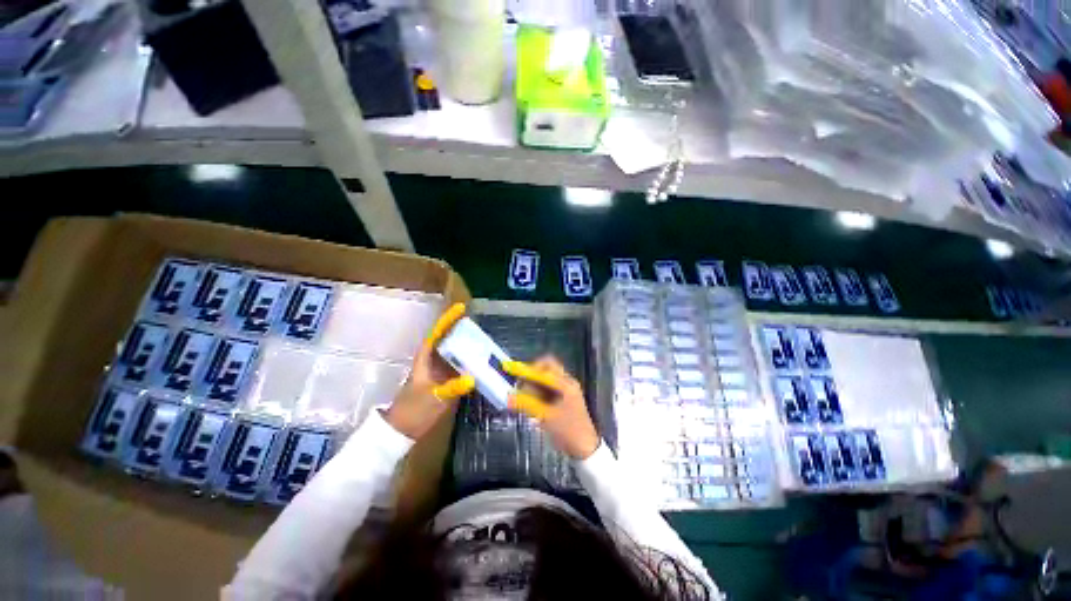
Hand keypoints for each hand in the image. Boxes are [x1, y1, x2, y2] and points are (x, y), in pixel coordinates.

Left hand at [385, 303, 474, 439]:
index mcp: (426, 358)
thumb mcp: (432, 398)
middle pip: (451, 340)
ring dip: (471, 347)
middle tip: (482, 326)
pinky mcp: (449, 382)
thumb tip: (472, 378)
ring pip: (458, 353)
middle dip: (464, 331)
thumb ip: (451, 388)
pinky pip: (463, 368)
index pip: (438, 333)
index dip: (448, 319)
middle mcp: (435, 360)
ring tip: (488, 341)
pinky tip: (486, 363)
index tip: (461, 308)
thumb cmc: (413, 410)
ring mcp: (442, 371)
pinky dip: (473, 364)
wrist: (404, 430)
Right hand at [504, 356, 599, 459]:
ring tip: (524, 397)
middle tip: (521, 385)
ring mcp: (567, 390)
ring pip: (547, 379)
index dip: (529, 369)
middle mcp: (567, 383)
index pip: (546, 367)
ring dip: (535, 384)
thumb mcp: (546, 417)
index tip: (516, 375)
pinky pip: (549, 389)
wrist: (585, 448)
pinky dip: (539, 393)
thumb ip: (527, 404)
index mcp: (566, 384)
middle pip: (547, 369)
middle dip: (532, 374)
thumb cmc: (568, 431)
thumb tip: (509, 397)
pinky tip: (532, 403)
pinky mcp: (564, 399)